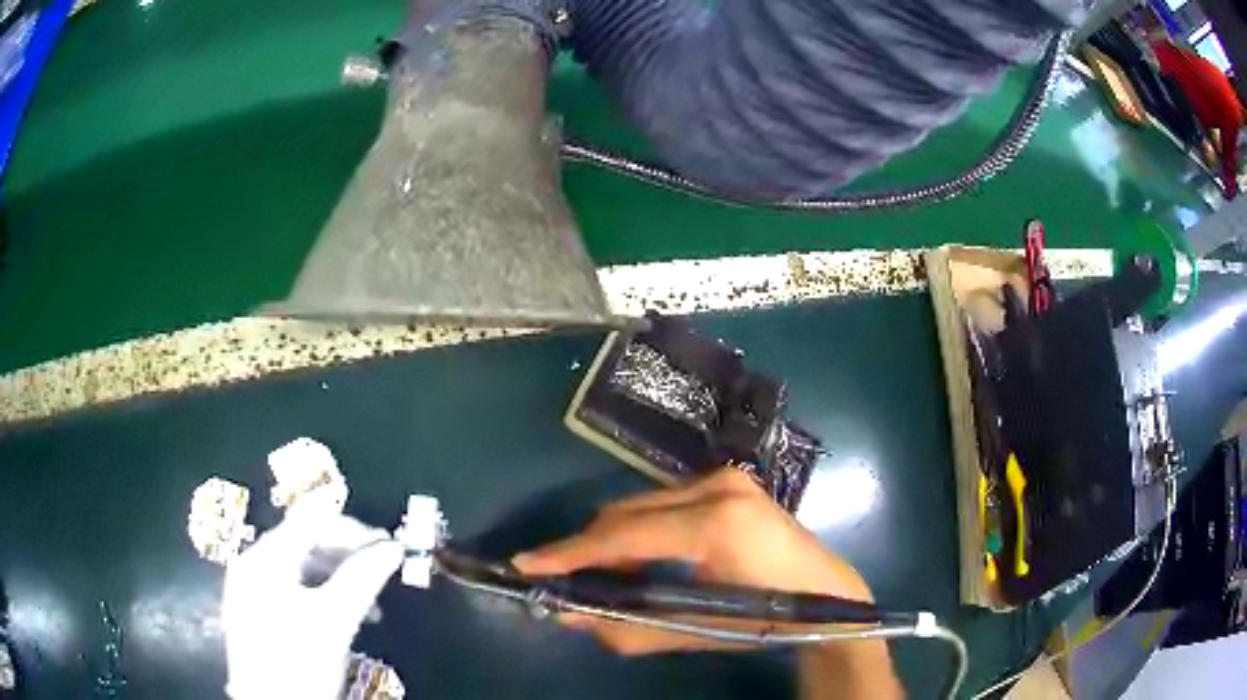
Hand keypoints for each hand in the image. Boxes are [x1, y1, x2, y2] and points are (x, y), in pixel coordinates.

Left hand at [221, 504, 403, 699]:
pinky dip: (323, 595)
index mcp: (266, 557)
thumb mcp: (335, 620)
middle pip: (306, 541)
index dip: (352, 526)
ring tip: (372, 604)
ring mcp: (253, 587)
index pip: (311, 520)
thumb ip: (363, 578)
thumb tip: (393, 549)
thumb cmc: (300, 661)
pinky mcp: (258, 611)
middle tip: (385, 571)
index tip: (389, 542)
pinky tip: (345, 616)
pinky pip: (294, 588)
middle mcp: (254, 563)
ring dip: (340, 578)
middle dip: (349, 555)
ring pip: (302, 567)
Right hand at [512, 468, 873, 653]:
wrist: (828, 593)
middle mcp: (717, 487)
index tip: (527, 563)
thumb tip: (570, 614)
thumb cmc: (768, 618)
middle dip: (589, 547)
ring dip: (615, 538)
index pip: (624, 536)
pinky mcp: (730, 481)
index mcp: (715, 524)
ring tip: (603, 575)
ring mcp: (726, 479)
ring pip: (642, 504)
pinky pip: (665, 502)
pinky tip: (640, 557)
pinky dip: (642, 529)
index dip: (571, 552)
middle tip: (562, 578)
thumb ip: (629, 625)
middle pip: (627, 513)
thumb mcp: (696, 629)